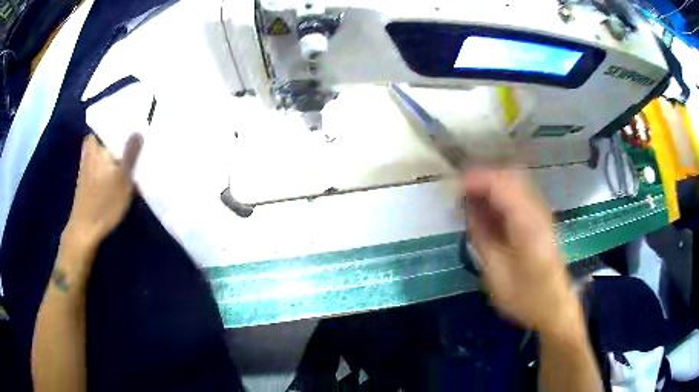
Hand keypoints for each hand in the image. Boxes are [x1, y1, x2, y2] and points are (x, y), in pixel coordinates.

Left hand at [65, 133, 142, 246]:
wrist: (85, 231)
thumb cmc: (104, 203)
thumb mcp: (122, 178)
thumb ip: (131, 153)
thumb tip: (139, 129)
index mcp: (96, 146)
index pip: (110, 123)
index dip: (124, 122)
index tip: (138, 122)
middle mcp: (90, 151)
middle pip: (108, 137)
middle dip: (121, 136)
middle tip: (138, 137)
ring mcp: (88, 166)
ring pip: (105, 151)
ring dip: (117, 152)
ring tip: (133, 154)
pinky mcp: (88, 180)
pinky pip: (103, 163)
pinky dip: (111, 164)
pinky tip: (120, 173)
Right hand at [463, 168, 579, 335]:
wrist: (555, 307)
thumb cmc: (525, 297)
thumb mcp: (496, 274)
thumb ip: (482, 238)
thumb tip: (468, 210)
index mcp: (527, 225)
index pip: (502, 185)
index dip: (476, 180)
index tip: (454, 187)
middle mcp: (538, 211)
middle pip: (510, 176)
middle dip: (483, 177)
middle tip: (460, 190)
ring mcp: (542, 213)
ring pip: (516, 181)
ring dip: (491, 183)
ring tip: (470, 197)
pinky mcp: (541, 219)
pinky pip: (519, 194)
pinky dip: (501, 193)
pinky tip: (488, 208)